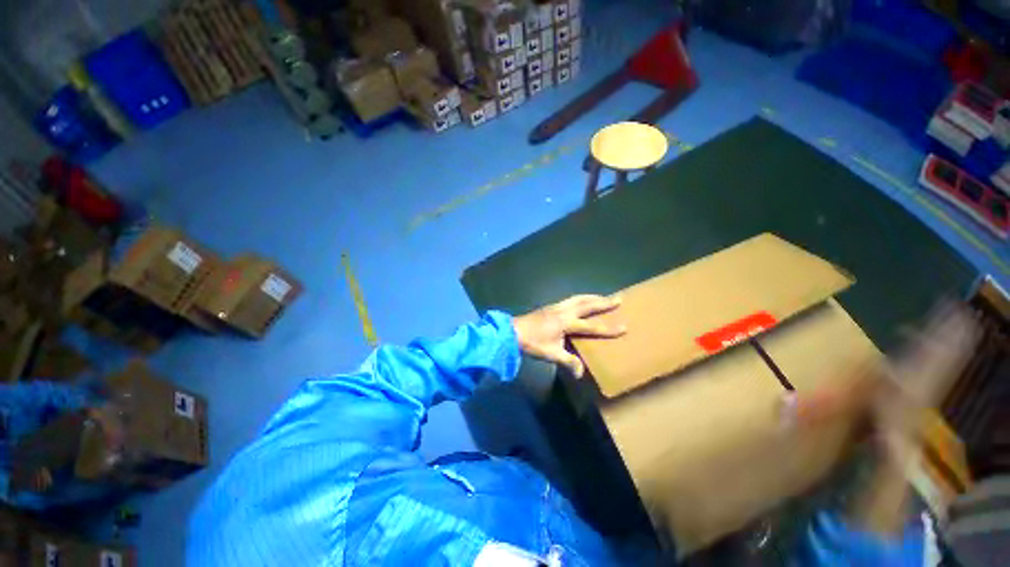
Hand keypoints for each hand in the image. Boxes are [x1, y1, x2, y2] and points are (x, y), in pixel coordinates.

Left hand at [512, 294, 626, 377]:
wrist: (513, 332)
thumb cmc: (532, 343)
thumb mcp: (551, 354)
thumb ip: (568, 361)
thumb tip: (581, 373)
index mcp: (566, 323)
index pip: (591, 326)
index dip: (608, 328)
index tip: (624, 327)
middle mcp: (564, 311)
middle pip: (587, 304)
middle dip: (604, 302)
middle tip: (619, 298)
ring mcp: (556, 306)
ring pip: (578, 298)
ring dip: (592, 297)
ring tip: (603, 297)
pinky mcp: (550, 306)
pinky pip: (570, 299)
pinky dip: (581, 298)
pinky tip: (581, 301)